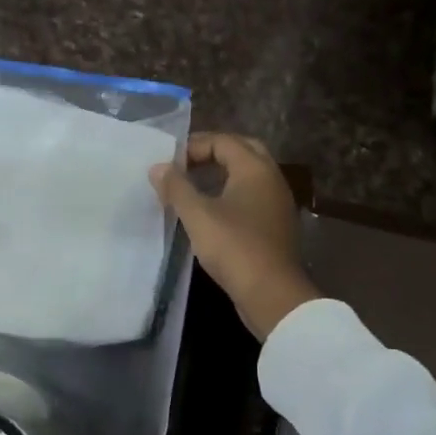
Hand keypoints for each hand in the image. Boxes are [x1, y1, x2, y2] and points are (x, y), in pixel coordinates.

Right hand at [150, 133, 318, 341]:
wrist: (271, 293)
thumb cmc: (234, 247)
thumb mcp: (197, 216)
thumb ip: (176, 188)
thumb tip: (158, 167)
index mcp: (255, 169)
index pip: (223, 141)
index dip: (194, 146)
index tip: (169, 163)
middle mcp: (271, 178)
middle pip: (242, 151)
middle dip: (212, 153)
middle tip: (185, 166)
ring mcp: (277, 202)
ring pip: (249, 175)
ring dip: (222, 174)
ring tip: (192, 187)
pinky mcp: (276, 225)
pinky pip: (252, 196)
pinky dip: (231, 193)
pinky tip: (211, 212)